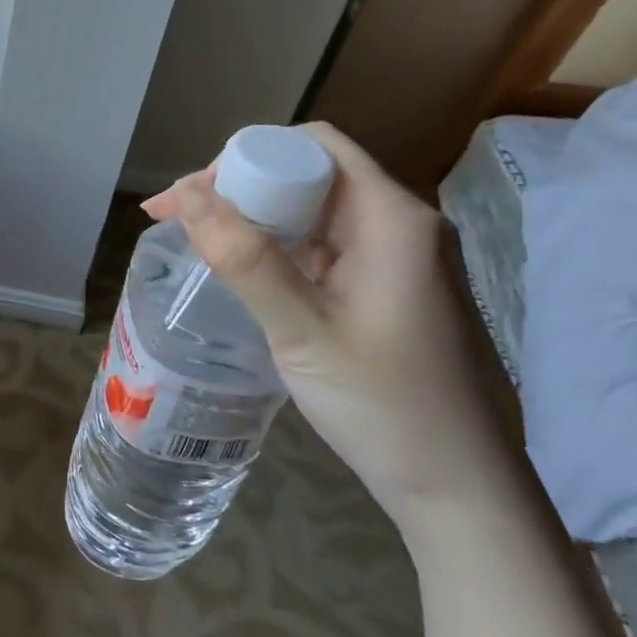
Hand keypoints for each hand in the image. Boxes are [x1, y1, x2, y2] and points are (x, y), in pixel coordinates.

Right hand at [143, 123, 520, 533]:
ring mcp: (396, 257)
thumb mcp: (302, 330)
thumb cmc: (384, 406)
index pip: (312, 147)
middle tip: (178, 219)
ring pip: (312, 210)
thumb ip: (244, 258)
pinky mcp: (386, 287)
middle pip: (309, 173)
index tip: (190, 196)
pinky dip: (276, 248)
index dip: (244, 157)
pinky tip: (242, 272)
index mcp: (392, 218)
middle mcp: (399, 224)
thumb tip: (185, 194)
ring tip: (197, 241)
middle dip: (238, 187)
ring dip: (253, 218)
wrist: (459, 489)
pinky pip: (322, 246)